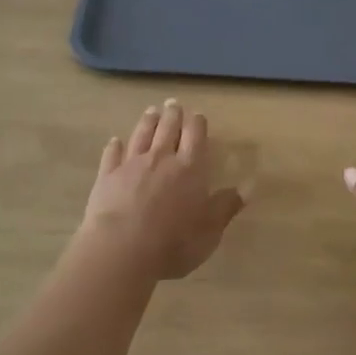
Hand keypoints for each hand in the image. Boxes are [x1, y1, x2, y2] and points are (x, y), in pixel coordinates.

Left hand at [82, 100, 244, 279]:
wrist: (121, 250)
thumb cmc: (173, 243)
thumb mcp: (209, 231)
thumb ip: (226, 206)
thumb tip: (248, 187)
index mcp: (190, 168)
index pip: (195, 136)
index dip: (197, 123)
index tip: (197, 115)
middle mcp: (161, 159)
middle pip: (167, 129)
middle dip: (172, 115)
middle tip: (173, 104)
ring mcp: (131, 165)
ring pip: (141, 135)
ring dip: (147, 122)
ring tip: (151, 111)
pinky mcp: (107, 177)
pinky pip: (112, 155)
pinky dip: (114, 146)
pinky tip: (114, 141)